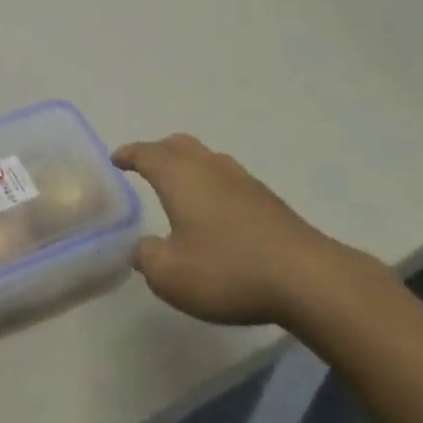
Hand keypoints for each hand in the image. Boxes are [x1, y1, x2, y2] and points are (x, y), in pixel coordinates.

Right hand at [113, 133, 370, 330]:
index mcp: (179, 176)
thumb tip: (142, 247)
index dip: (129, 154)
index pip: (146, 153)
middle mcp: (209, 167)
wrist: (306, 277)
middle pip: (178, 145)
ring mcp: (242, 180)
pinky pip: (228, 178)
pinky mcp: (267, 199)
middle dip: (158, 151)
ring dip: (188, 165)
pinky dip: (212, 184)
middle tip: (145, 165)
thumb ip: (146, 257)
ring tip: (180, 186)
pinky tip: (216, 210)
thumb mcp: (170, 275)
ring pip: (206, 158)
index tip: (116, 158)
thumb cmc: (228, 270)